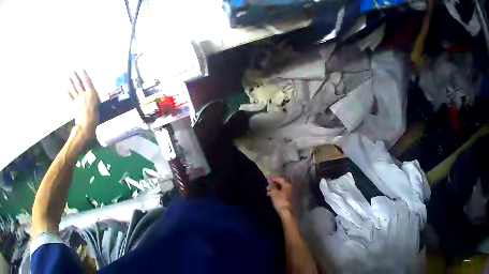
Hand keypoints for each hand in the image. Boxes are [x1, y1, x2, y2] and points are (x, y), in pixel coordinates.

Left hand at [68, 70, 98, 142]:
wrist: (87, 125)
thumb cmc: (95, 116)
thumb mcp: (98, 104)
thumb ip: (93, 98)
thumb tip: (92, 94)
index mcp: (91, 93)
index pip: (87, 81)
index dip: (84, 75)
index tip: (81, 69)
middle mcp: (84, 94)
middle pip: (79, 84)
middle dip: (75, 77)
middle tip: (72, 72)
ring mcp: (78, 100)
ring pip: (74, 89)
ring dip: (70, 83)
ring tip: (68, 78)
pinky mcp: (75, 106)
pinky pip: (71, 98)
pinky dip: (69, 94)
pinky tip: (67, 91)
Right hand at [267, 177, 294, 218]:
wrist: (286, 212)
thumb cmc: (280, 201)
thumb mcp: (274, 192)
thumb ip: (272, 185)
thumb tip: (270, 180)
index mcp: (287, 185)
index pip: (279, 179)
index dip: (273, 178)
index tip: (266, 178)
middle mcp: (289, 188)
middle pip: (281, 183)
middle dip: (273, 184)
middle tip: (266, 186)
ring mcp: (289, 193)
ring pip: (280, 189)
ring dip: (274, 189)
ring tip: (267, 191)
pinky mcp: (288, 199)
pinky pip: (281, 193)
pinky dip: (276, 193)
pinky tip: (271, 196)